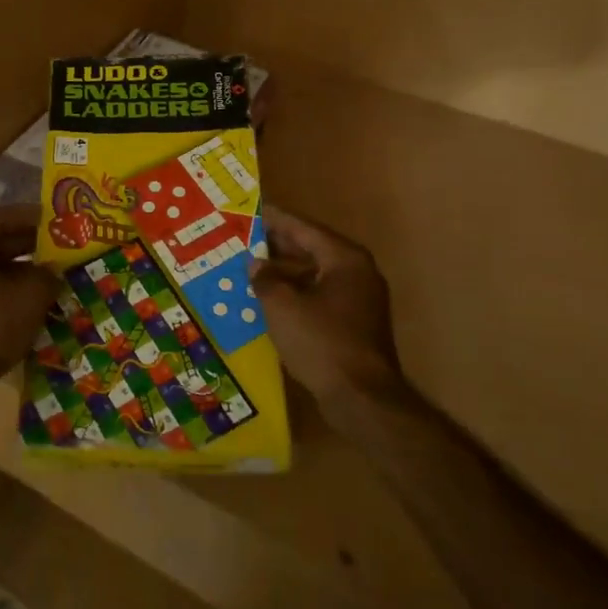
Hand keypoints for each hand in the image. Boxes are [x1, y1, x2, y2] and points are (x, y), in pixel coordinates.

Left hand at [0, 204, 61, 385]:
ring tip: (52, 276)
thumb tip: (52, 270)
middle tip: (59, 248)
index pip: (0, 216)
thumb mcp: (31, 294)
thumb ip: (47, 274)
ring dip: (20, 270)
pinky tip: (32, 304)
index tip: (56, 220)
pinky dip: (8, 291)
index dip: (31, 216)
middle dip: (28, 244)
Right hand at [252, 208, 406, 403]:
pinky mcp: (355, 324)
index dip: (275, 220)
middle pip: (312, 249)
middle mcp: (357, 272)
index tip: (251, 211)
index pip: (304, 228)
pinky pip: (320, 297)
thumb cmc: (321, 341)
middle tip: (245, 239)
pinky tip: (270, 301)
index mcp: (344, 259)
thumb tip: (256, 265)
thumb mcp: (282, 306)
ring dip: (285, 273)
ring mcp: (360, 299)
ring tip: (251, 270)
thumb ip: (266, 279)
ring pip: (315, 275)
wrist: (362, 398)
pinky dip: (296, 294)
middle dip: (278, 246)